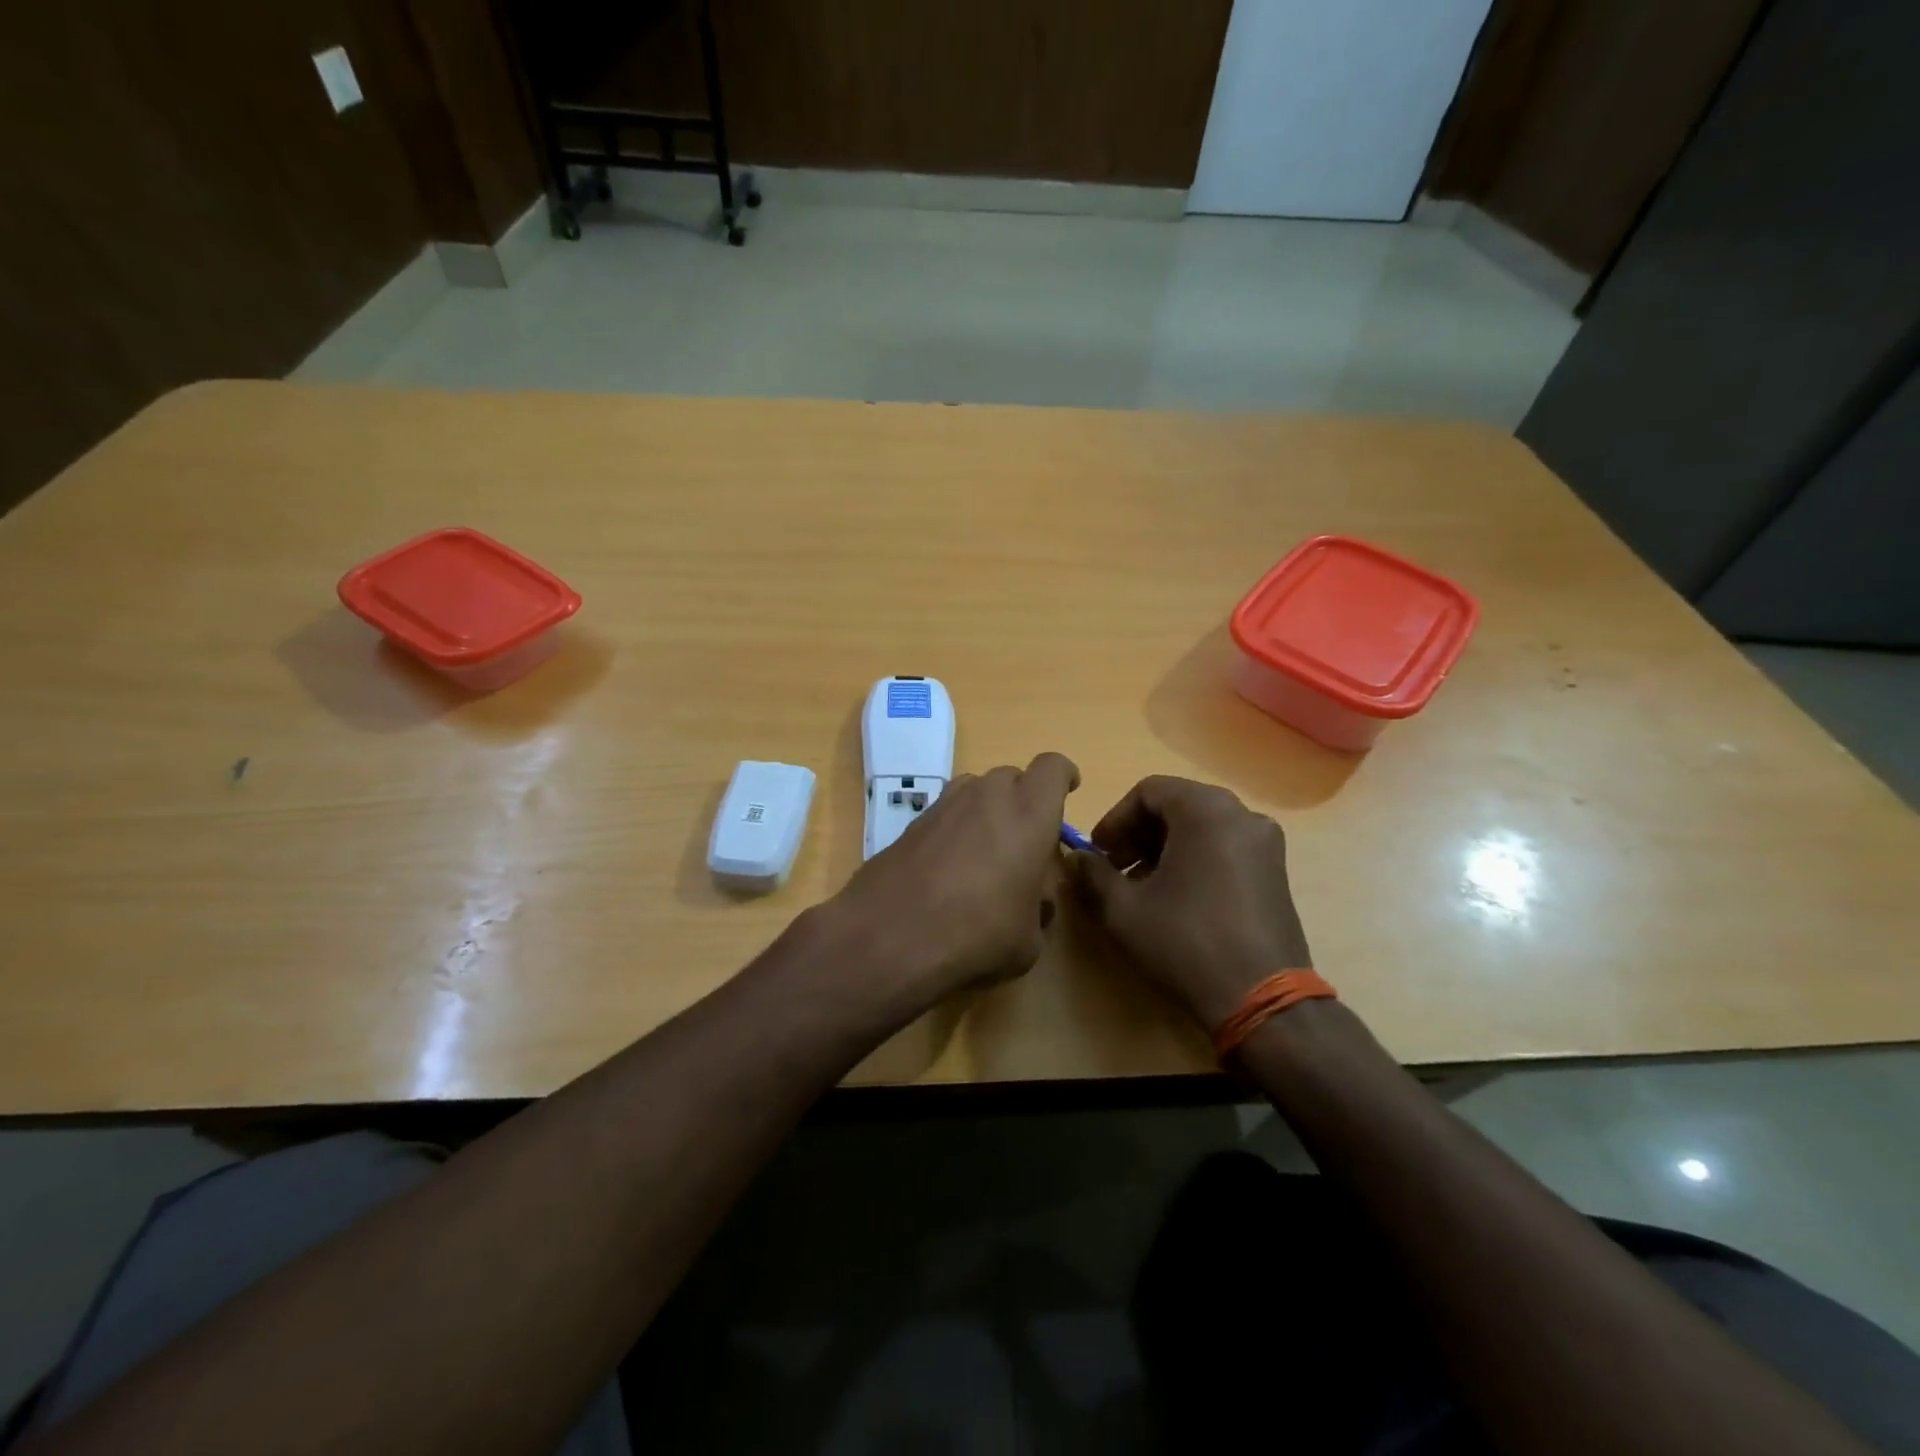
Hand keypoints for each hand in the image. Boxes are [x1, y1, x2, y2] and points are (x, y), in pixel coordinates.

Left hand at [820, 753, 1080, 1018]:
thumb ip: (1039, 907)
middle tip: (1025, 840)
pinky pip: (946, 812)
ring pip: (976, 791)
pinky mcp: (912, 822)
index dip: (1063, 776)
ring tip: (986, 854)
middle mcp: (987, 796)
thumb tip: (1033, 899)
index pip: (1053, 767)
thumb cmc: (977, 935)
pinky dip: (956, 829)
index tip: (1068, 789)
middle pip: (1013, 777)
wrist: (889, 938)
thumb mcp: (1029, 939)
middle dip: (1024, 800)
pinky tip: (949, 868)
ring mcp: (944, 804)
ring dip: (988, 811)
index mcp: (1029, 813)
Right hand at [1068, 776, 1311, 1029]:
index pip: (1148, 791)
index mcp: (1206, 810)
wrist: (1262, 1000)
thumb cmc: (1185, 942)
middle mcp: (1242, 814)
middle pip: (1177, 806)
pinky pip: (1225, 848)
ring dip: (1164, 848)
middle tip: (1113, 869)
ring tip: (1140, 887)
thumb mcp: (1123, 909)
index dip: (1114, 819)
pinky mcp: (1276, 872)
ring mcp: (1266, 844)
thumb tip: (1079, 859)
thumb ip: (1092, 874)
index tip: (1097, 853)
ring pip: (1201, 827)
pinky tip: (1176, 899)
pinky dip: (1194, 860)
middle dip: (1138, 834)